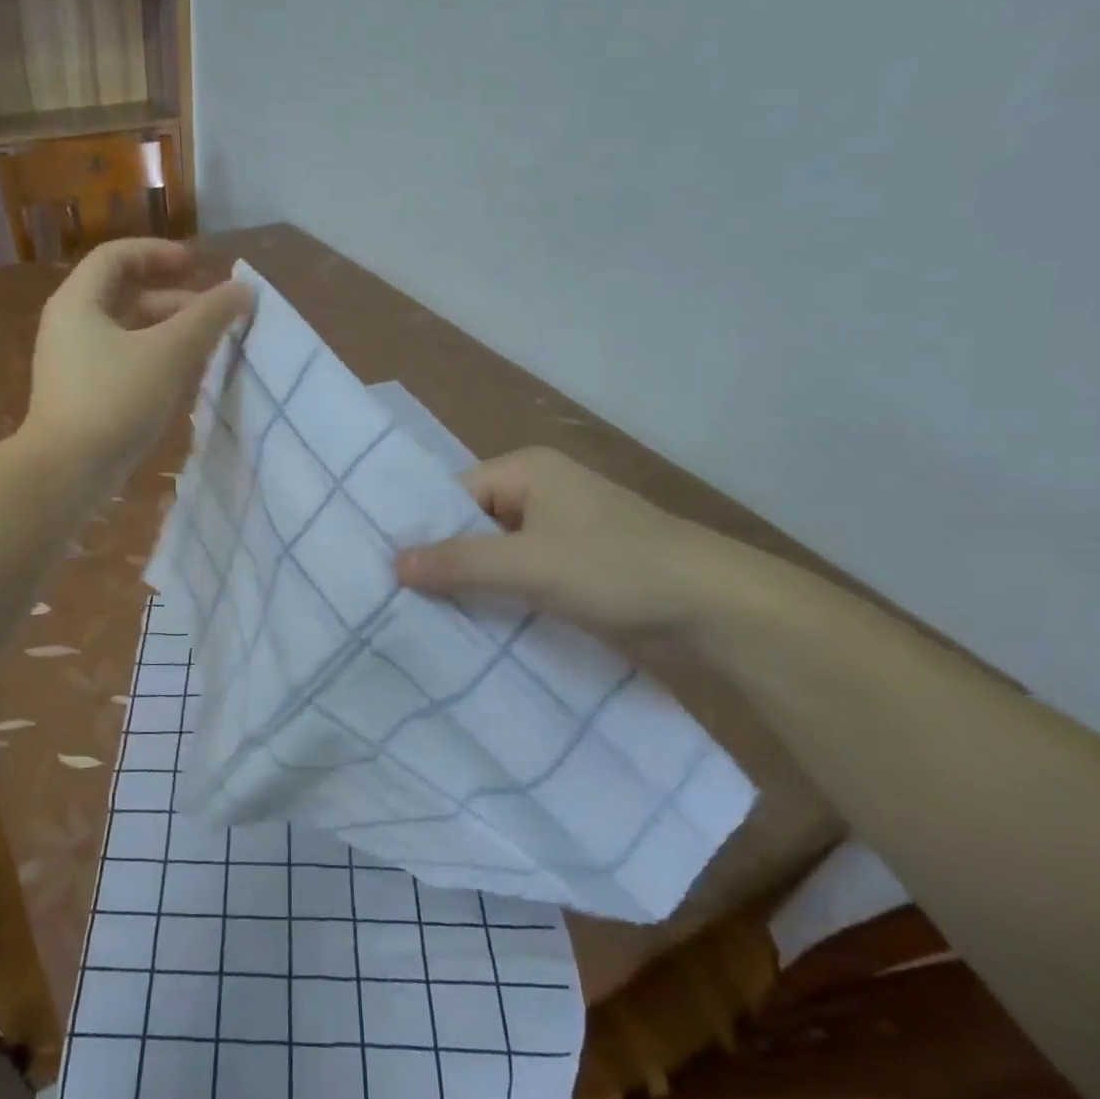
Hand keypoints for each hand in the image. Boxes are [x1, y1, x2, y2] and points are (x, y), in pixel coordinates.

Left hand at [24, 239, 251, 482]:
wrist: (67, 471)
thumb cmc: (115, 400)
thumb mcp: (169, 353)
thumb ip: (208, 317)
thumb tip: (242, 290)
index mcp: (78, 302)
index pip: (116, 256)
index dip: (158, 253)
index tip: (196, 265)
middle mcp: (68, 326)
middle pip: (121, 294)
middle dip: (170, 299)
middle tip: (209, 313)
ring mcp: (71, 363)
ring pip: (123, 332)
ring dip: (164, 332)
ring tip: (203, 348)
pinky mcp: (79, 396)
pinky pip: (119, 361)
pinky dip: (151, 359)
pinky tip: (179, 381)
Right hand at [394, 447, 731, 636]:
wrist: (711, 609)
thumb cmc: (616, 568)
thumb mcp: (528, 564)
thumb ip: (459, 562)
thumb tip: (394, 563)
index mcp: (527, 471)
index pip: (453, 495)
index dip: (422, 531)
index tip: (387, 571)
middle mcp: (539, 493)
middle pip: (471, 526)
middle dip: (443, 562)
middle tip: (395, 599)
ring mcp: (558, 533)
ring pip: (494, 556)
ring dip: (470, 586)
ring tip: (420, 618)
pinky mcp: (572, 569)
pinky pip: (519, 578)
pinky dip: (498, 599)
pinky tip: (468, 627)